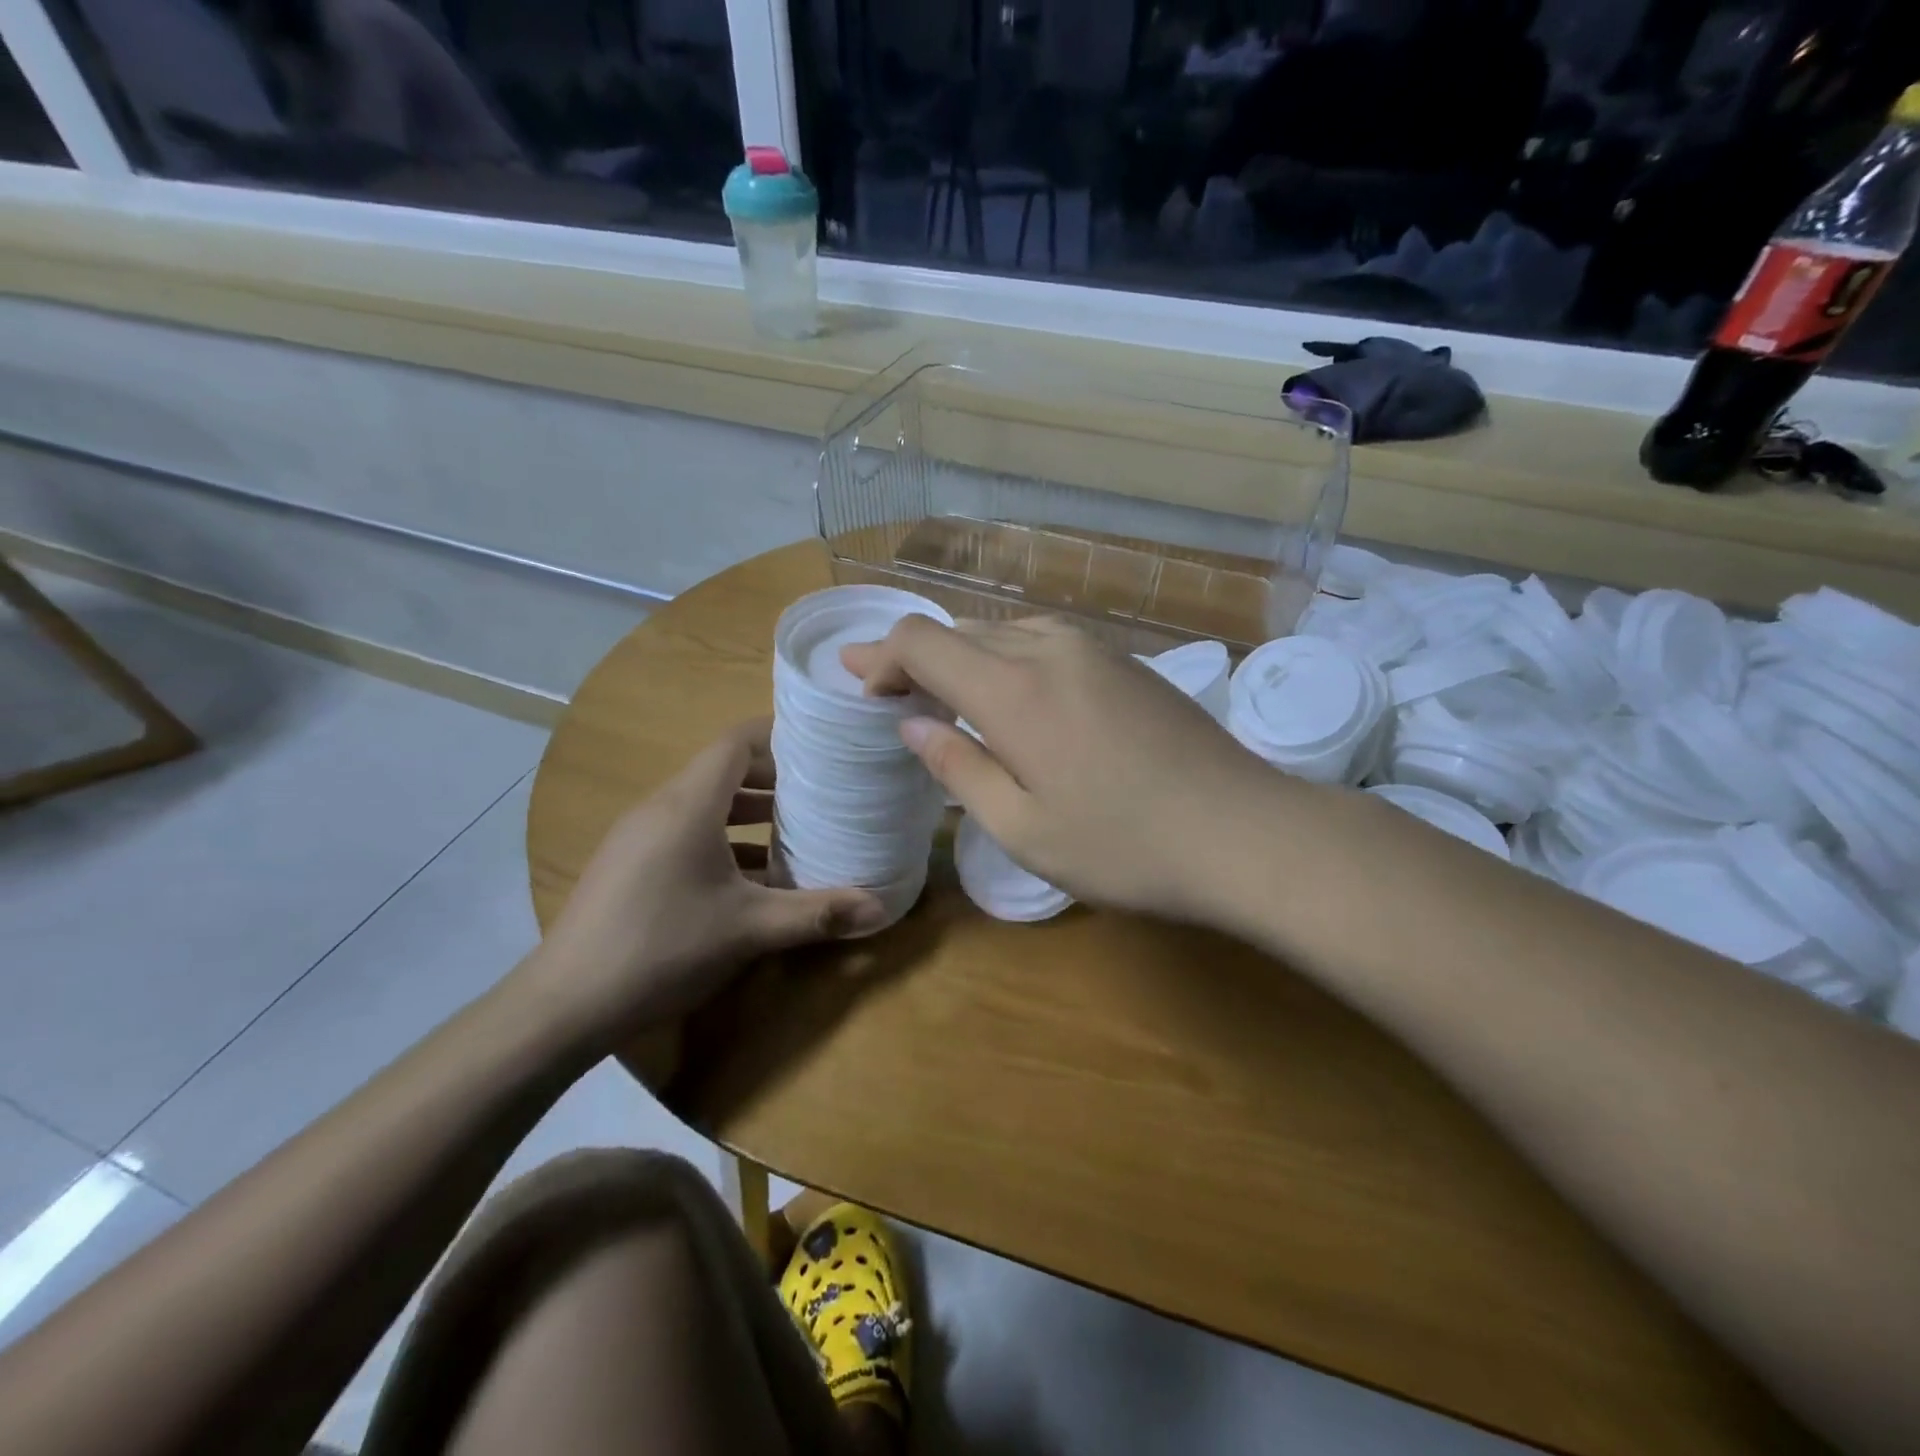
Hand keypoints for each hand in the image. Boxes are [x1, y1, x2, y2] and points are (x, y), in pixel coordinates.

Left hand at [526, 719, 887, 1039]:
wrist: (564, 1005)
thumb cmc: (663, 948)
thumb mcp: (749, 929)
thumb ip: (816, 914)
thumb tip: (880, 910)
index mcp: (688, 805)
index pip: (736, 742)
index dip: (779, 736)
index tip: (821, 747)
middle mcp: (661, 807)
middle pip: (723, 770)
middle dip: (774, 778)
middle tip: (821, 792)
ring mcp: (639, 836)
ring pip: (704, 805)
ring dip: (750, 813)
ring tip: (796, 831)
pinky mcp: (629, 864)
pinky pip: (685, 832)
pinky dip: (723, 840)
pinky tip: (752, 878)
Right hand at [842, 616, 1291, 923]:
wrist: (1245, 833)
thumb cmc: (1124, 846)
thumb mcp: (1023, 827)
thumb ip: (960, 767)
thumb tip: (914, 725)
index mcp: (1013, 688)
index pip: (922, 641)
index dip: (882, 656)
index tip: (863, 687)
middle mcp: (1050, 649)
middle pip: (961, 631)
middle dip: (915, 657)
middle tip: (886, 690)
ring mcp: (1096, 651)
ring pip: (1005, 632)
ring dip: (965, 657)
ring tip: (946, 696)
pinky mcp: (1128, 664)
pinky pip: (1047, 643)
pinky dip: (1009, 660)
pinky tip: (1016, 697)